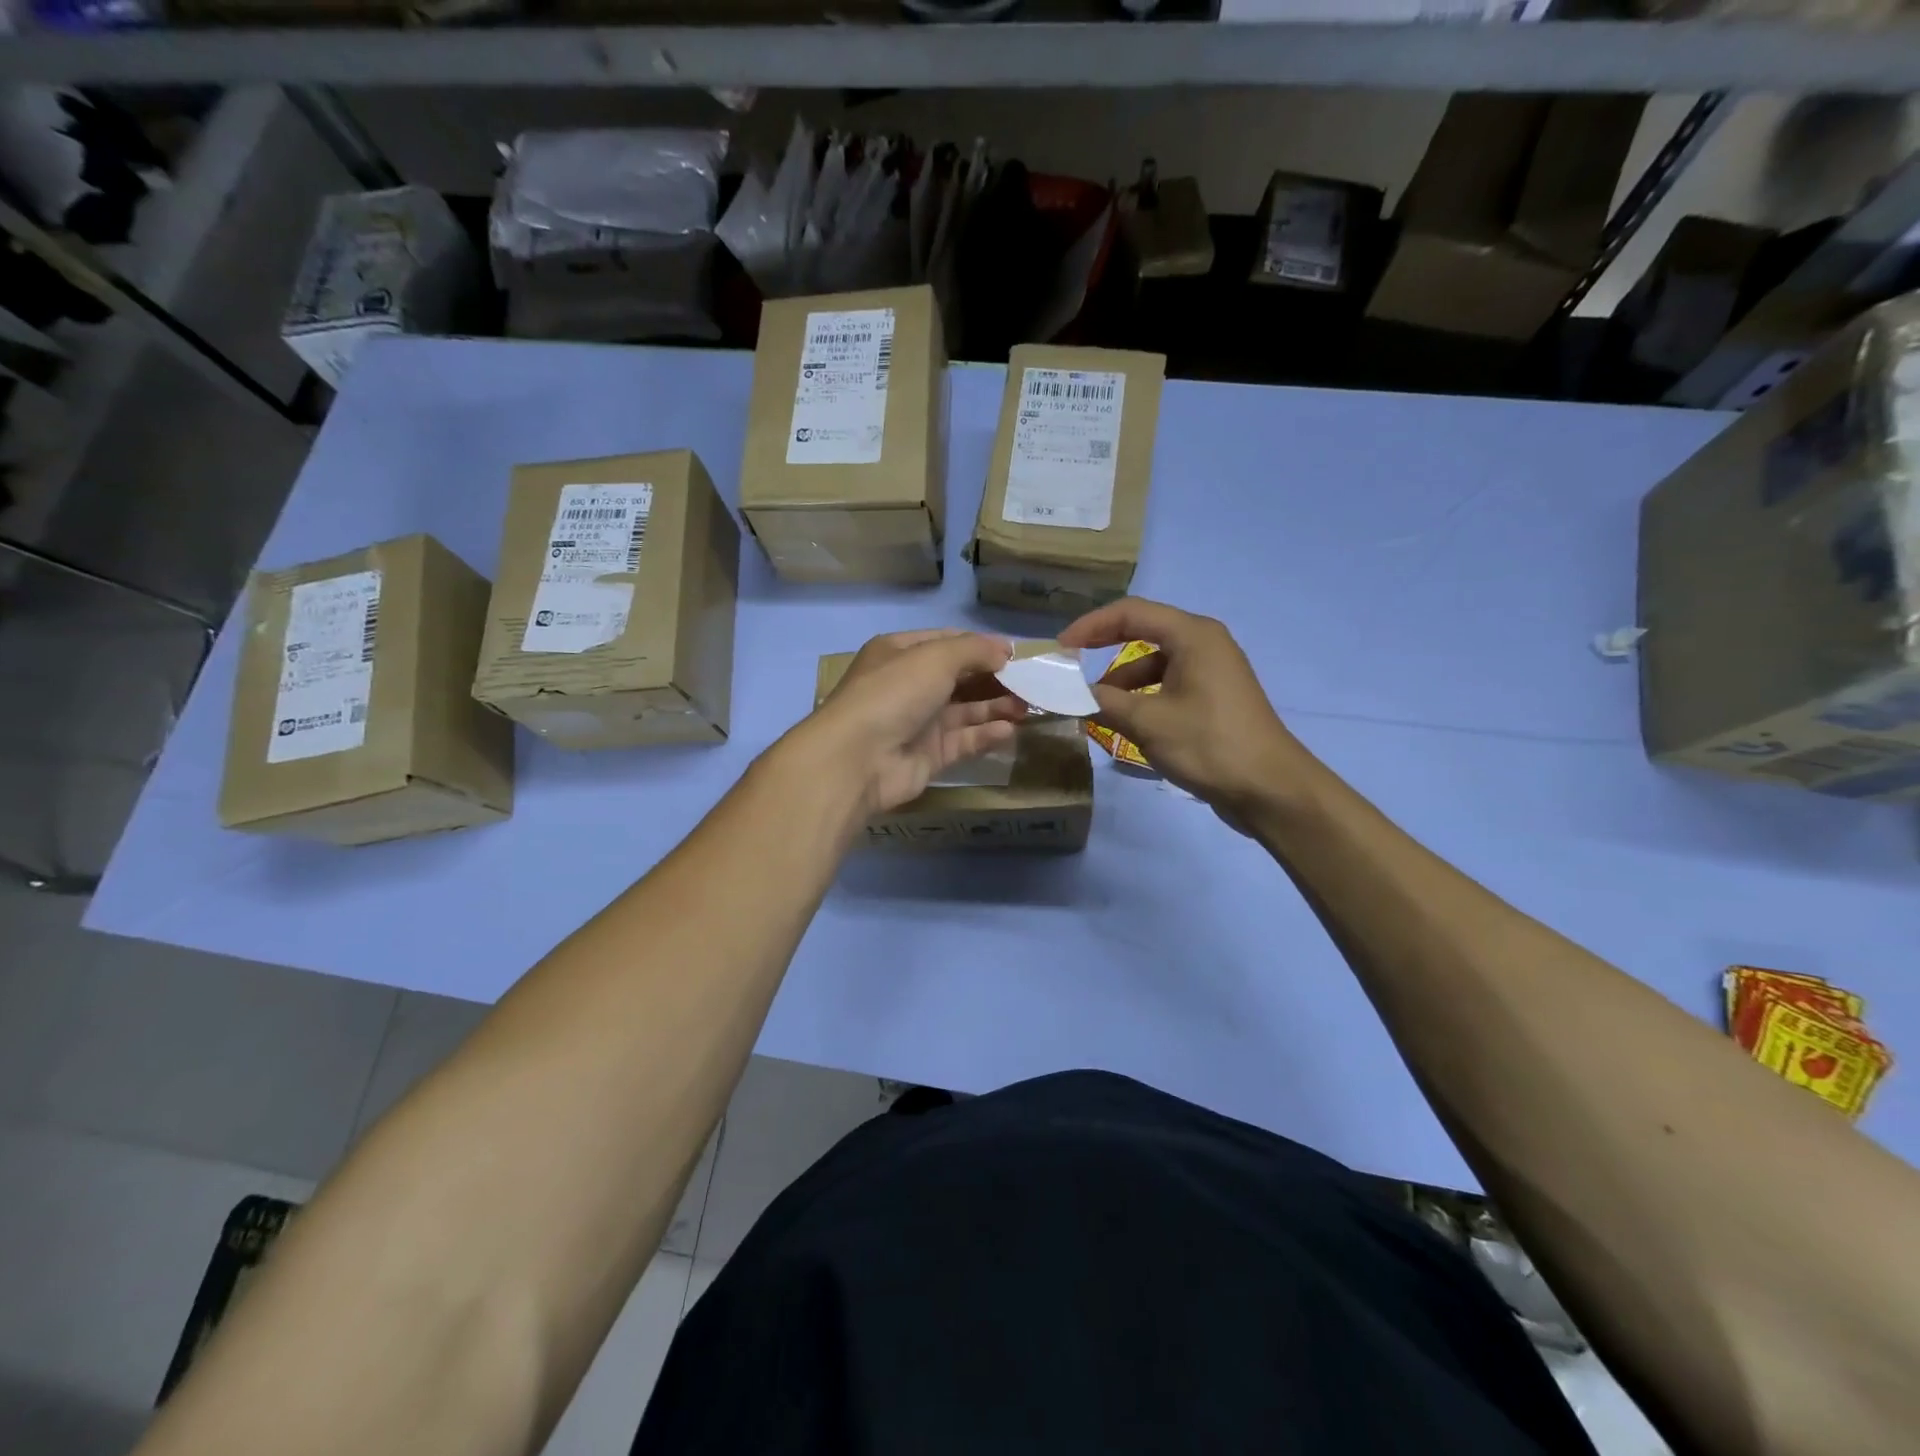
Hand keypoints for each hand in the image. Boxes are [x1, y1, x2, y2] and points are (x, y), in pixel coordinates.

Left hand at [802, 629, 1026, 813]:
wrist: (857, 759)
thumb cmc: (894, 693)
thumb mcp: (935, 657)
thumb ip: (974, 650)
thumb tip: (1004, 649)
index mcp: (901, 653)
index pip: (948, 642)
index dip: (982, 646)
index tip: (1016, 654)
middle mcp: (909, 685)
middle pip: (960, 678)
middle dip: (995, 678)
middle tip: (1032, 682)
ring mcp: (919, 722)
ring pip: (965, 711)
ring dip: (996, 706)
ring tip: (1029, 706)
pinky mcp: (928, 756)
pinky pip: (963, 741)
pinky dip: (986, 734)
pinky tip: (1008, 730)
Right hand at [1059, 598, 1310, 818]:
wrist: (1270, 788)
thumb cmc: (1209, 745)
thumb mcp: (1148, 722)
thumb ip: (1104, 701)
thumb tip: (1069, 693)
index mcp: (1192, 635)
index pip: (1130, 612)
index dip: (1090, 626)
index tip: (1060, 648)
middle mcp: (1203, 643)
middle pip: (1142, 632)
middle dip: (1103, 649)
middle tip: (1069, 668)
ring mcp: (1211, 670)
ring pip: (1153, 663)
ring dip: (1121, 681)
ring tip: (1095, 707)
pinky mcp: (1213, 696)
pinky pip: (1167, 684)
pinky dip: (1142, 697)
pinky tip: (1125, 722)